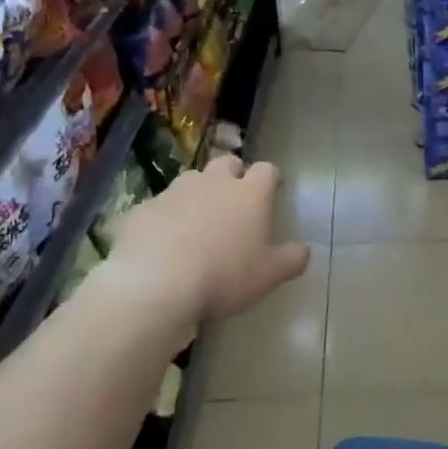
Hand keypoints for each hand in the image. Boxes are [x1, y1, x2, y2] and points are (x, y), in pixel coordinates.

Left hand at [108, 156, 310, 325]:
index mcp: (249, 194)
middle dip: (233, 176)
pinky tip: (162, 242)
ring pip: (191, 180)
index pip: (267, 170)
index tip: (272, 191)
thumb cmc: (224, 276)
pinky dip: (165, 217)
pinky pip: (159, 206)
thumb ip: (291, 259)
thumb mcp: (269, 276)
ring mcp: (175, 192)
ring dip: (198, 194)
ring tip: (197, 222)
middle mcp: (213, 183)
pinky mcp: (143, 208)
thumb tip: (304, 250)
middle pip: (227, 164)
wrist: (156, 284)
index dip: (270, 178)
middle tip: (234, 201)